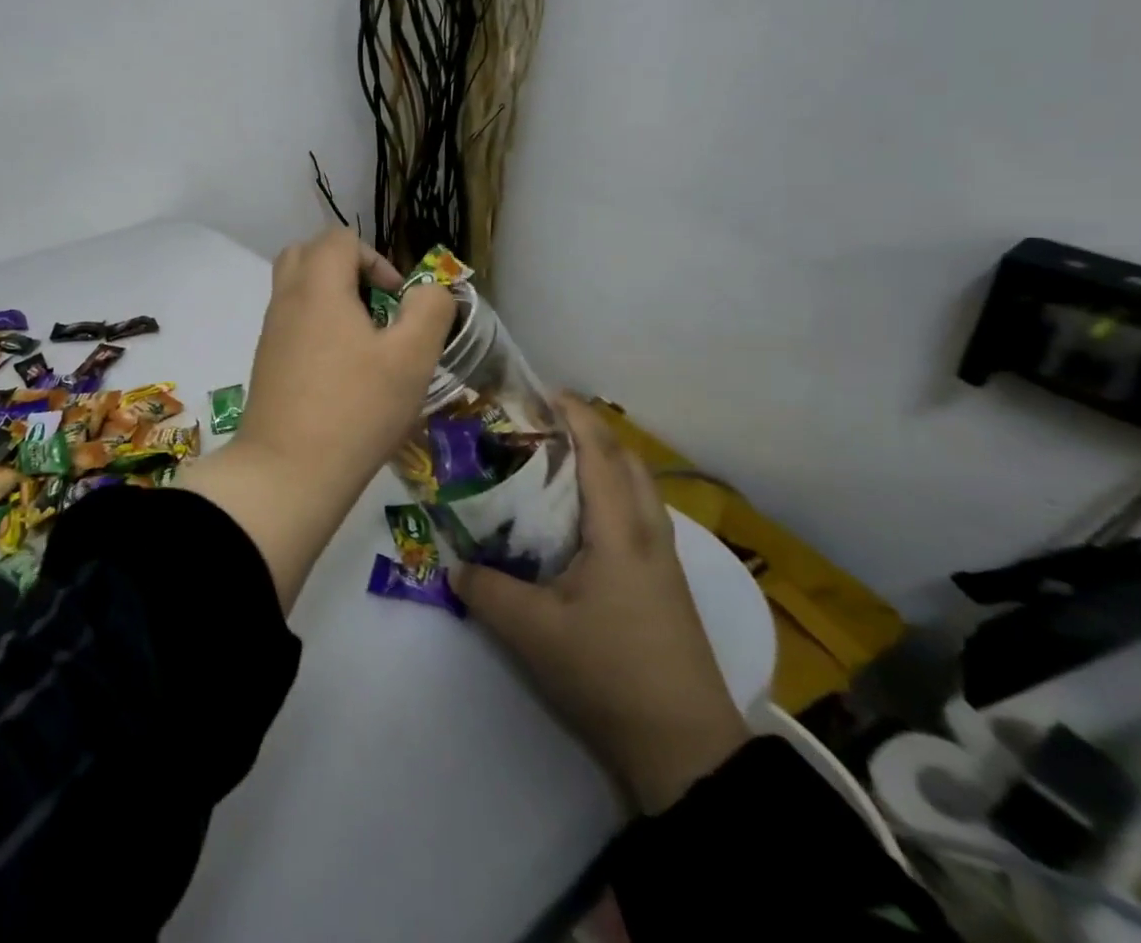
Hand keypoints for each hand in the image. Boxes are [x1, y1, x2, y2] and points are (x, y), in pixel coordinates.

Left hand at [180, 227, 451, 610]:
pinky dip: (316, 327)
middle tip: (375, 309)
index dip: (376, 259)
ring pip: (297, 289)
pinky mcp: (266, 363)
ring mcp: (271, 332)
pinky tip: (342, 371)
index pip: (340, 239)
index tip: (397, 302)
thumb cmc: (356, 408)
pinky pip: (291, 322)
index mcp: (318, 286)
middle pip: (309, 254)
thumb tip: (428, 291)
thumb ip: (429, 310)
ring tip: (363, 342)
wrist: (287, 472)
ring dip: (332, 299)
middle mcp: (287, 299)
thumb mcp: (412, 357)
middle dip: (346, 270)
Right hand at [452, 396, 750, 812]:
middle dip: (589, 430)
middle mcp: (649, 533)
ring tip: (557, 462)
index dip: (573, 414)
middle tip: (542, 424)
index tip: (539, 390)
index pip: (599, 451)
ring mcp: (664, 560)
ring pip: (638, 488)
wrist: (686, 750)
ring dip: (604, 461)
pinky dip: (612, 493)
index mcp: (620, 531)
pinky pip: (639, 515)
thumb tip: (454, 566)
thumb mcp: (532, 633)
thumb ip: (486, 590)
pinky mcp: (665, 584)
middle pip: (627, 460)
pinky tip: (579, 519)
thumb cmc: (609, 674)